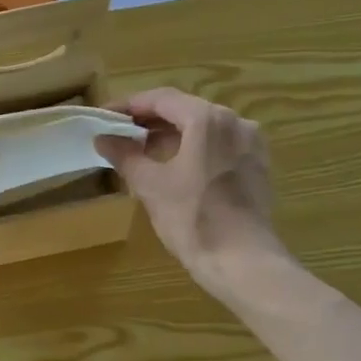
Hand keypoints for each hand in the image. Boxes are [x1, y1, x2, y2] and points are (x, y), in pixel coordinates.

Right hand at [95, 88, 285, 298]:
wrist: (243, 262)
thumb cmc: (193, 219)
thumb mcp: (151, 186)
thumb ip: (125, 155)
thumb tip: (103, 138)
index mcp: (207, 119)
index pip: (161, 99)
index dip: (129, 105)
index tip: (105, 116)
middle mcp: (235, 122)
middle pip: (185, 110)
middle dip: (150, 120)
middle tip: (119, 134)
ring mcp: (251, 144)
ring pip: (203, 128)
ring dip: (172, 135)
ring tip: (142, 152)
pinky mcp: (257, 166)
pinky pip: (220, 146)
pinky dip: (195, 149)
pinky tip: (176, 168)